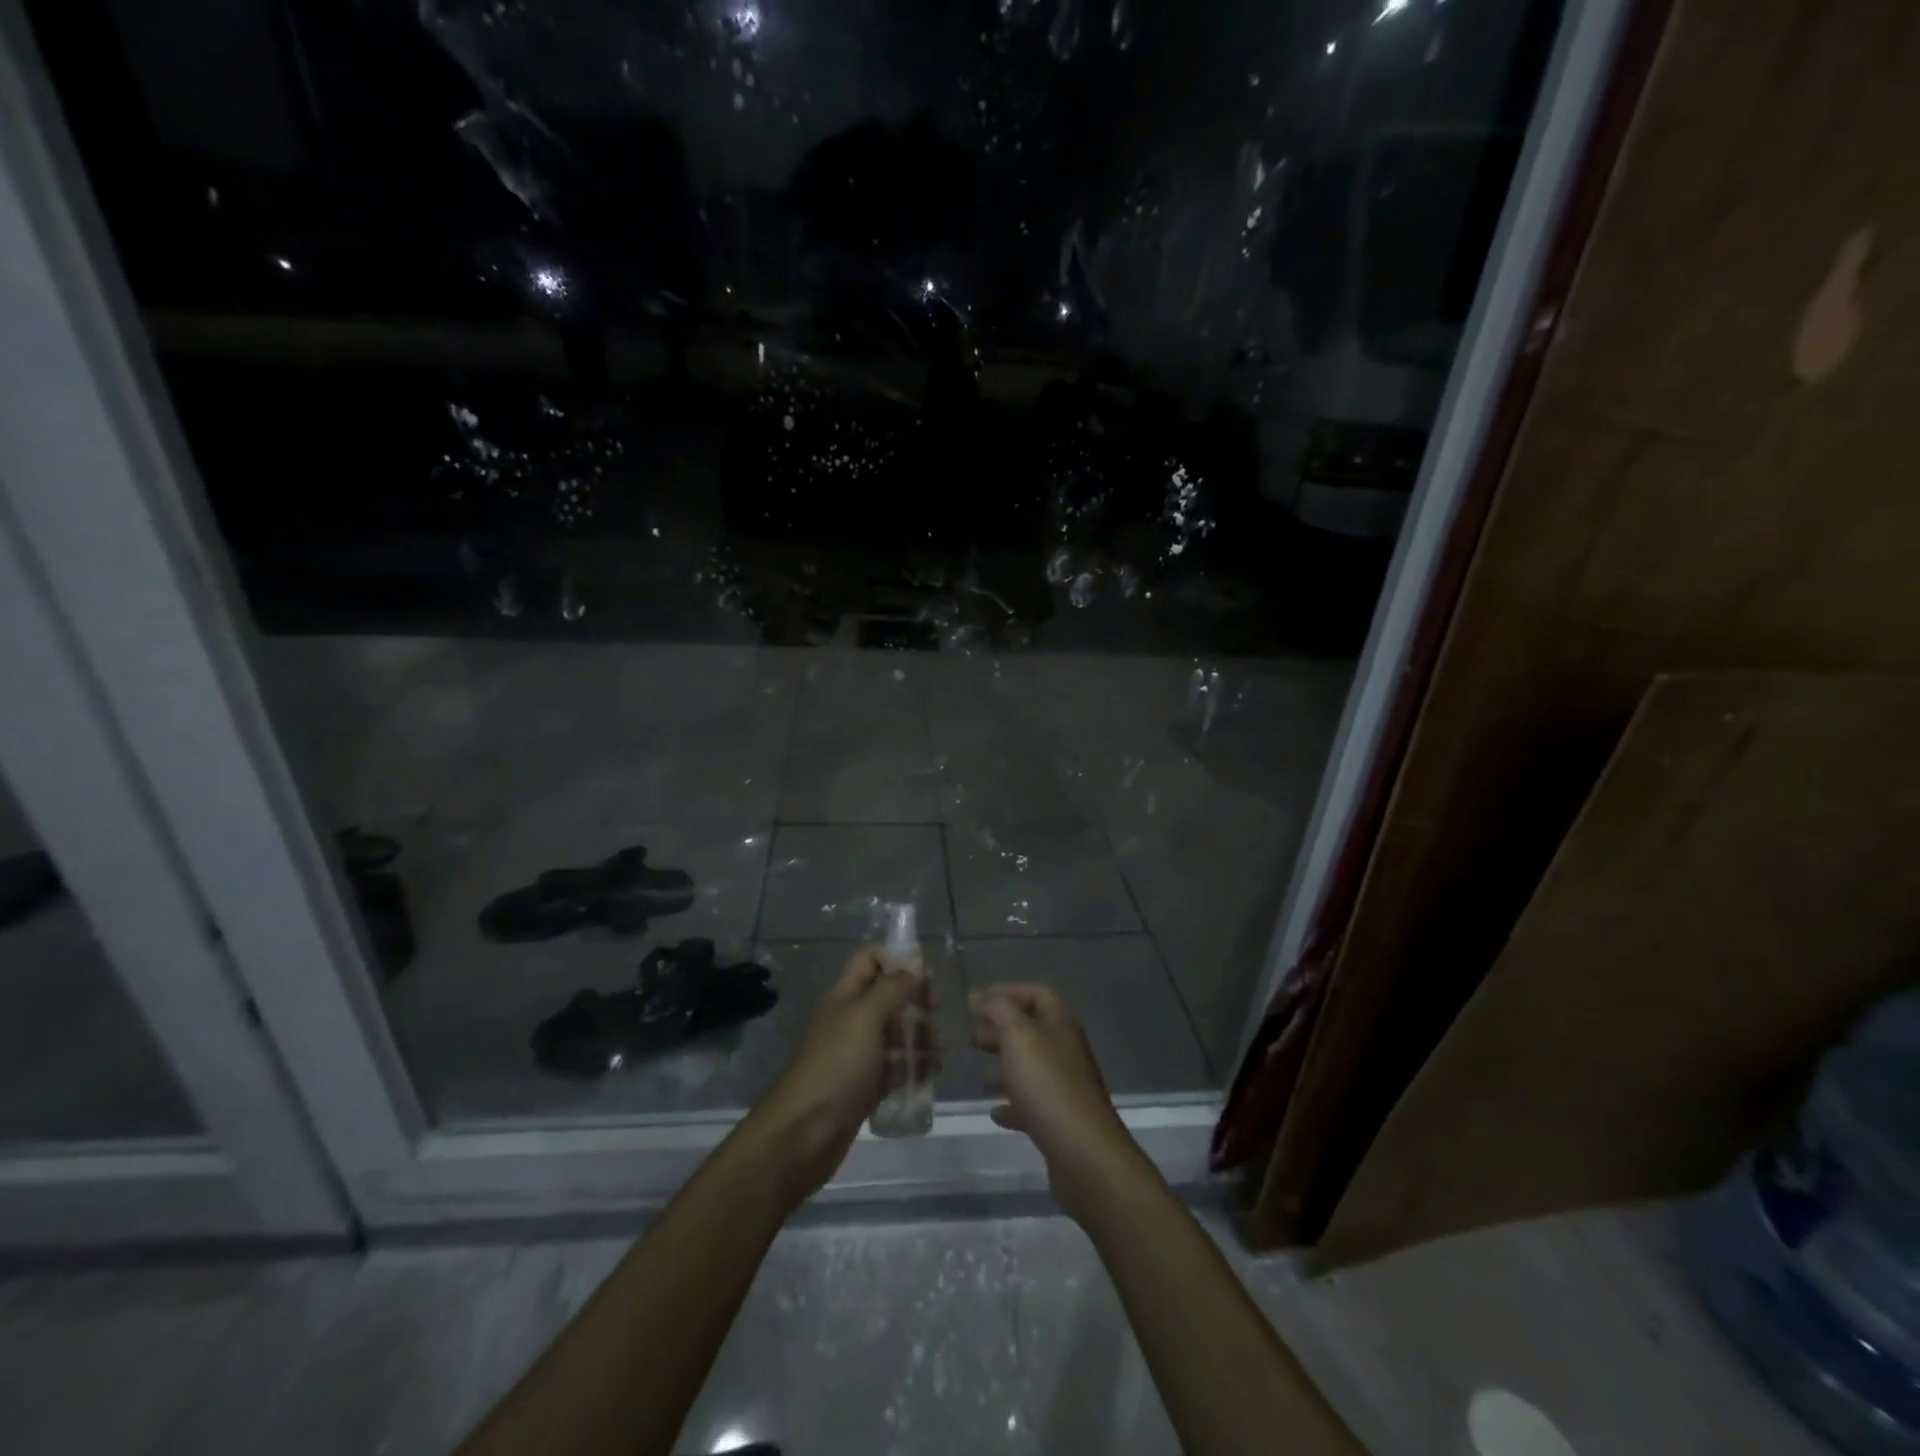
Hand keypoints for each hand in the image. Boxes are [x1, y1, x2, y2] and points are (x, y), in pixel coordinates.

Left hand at [746, 948, 924, 1208]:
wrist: (802, 1134)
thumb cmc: (836, 1066)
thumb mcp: (865, 1017)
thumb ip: (892, 988)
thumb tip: (914, 966)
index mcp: (845, 995)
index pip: (870, 958)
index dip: (897, 960)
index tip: (925, 979)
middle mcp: (851, 1019)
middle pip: (889, 996)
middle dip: (916, 1002)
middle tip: (936, 1018)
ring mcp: (858, 1054)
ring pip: (896, 1033)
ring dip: (920, 1037)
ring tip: (939, 1054)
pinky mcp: (865, 1086)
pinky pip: (895, 1068)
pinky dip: (914, 1068)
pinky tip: (931, 1076)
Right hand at [970, 983, 1151, 1223]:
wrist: (1083, 1154)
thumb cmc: (1047, 1086)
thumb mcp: (1018, 1037)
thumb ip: (999, 1011)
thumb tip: (982, 997)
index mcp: (1061, 1026)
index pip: (1037, 994)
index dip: (1007, 992)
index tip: (975, 1001)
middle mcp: (1067, 1051)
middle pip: (1033, 1029)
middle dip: (1001, 1028)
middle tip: (971, 1037)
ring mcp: (1066, 1086)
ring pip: (1031, 1066)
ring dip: (1005, 1065)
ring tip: (978, 1072)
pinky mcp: (1061, 1119)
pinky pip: (1033, 1103)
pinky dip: (1012, 1103)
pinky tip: (995, 1112)